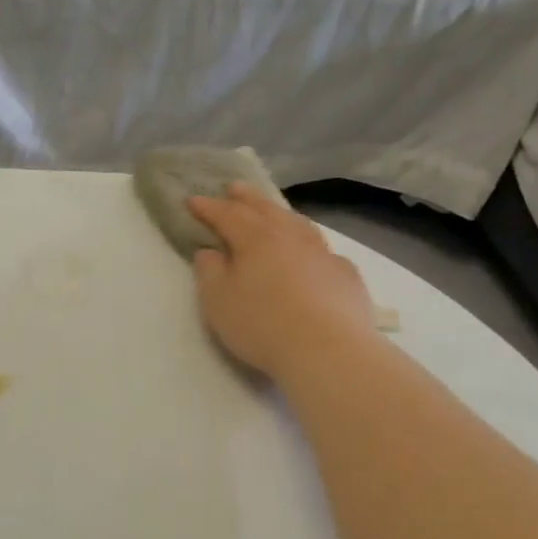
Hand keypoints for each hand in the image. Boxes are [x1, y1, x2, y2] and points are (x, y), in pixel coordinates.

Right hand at [188, 185, 376, 377]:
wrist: (329, 351)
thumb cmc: (262, 324)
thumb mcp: (218, 301)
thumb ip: (209, 271)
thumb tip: (210, 251)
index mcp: (256, 238)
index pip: (227, 215)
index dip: (208, 207)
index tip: (192, 200)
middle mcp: (290, 237)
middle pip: (265, 209)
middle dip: (246, 198)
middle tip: (234, 187)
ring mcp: (323, 254)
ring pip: (298, 224)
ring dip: (280, 213)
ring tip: (272, 211)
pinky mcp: (345, 275)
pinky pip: (322, 249)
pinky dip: (308, 243)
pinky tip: (310, 252)